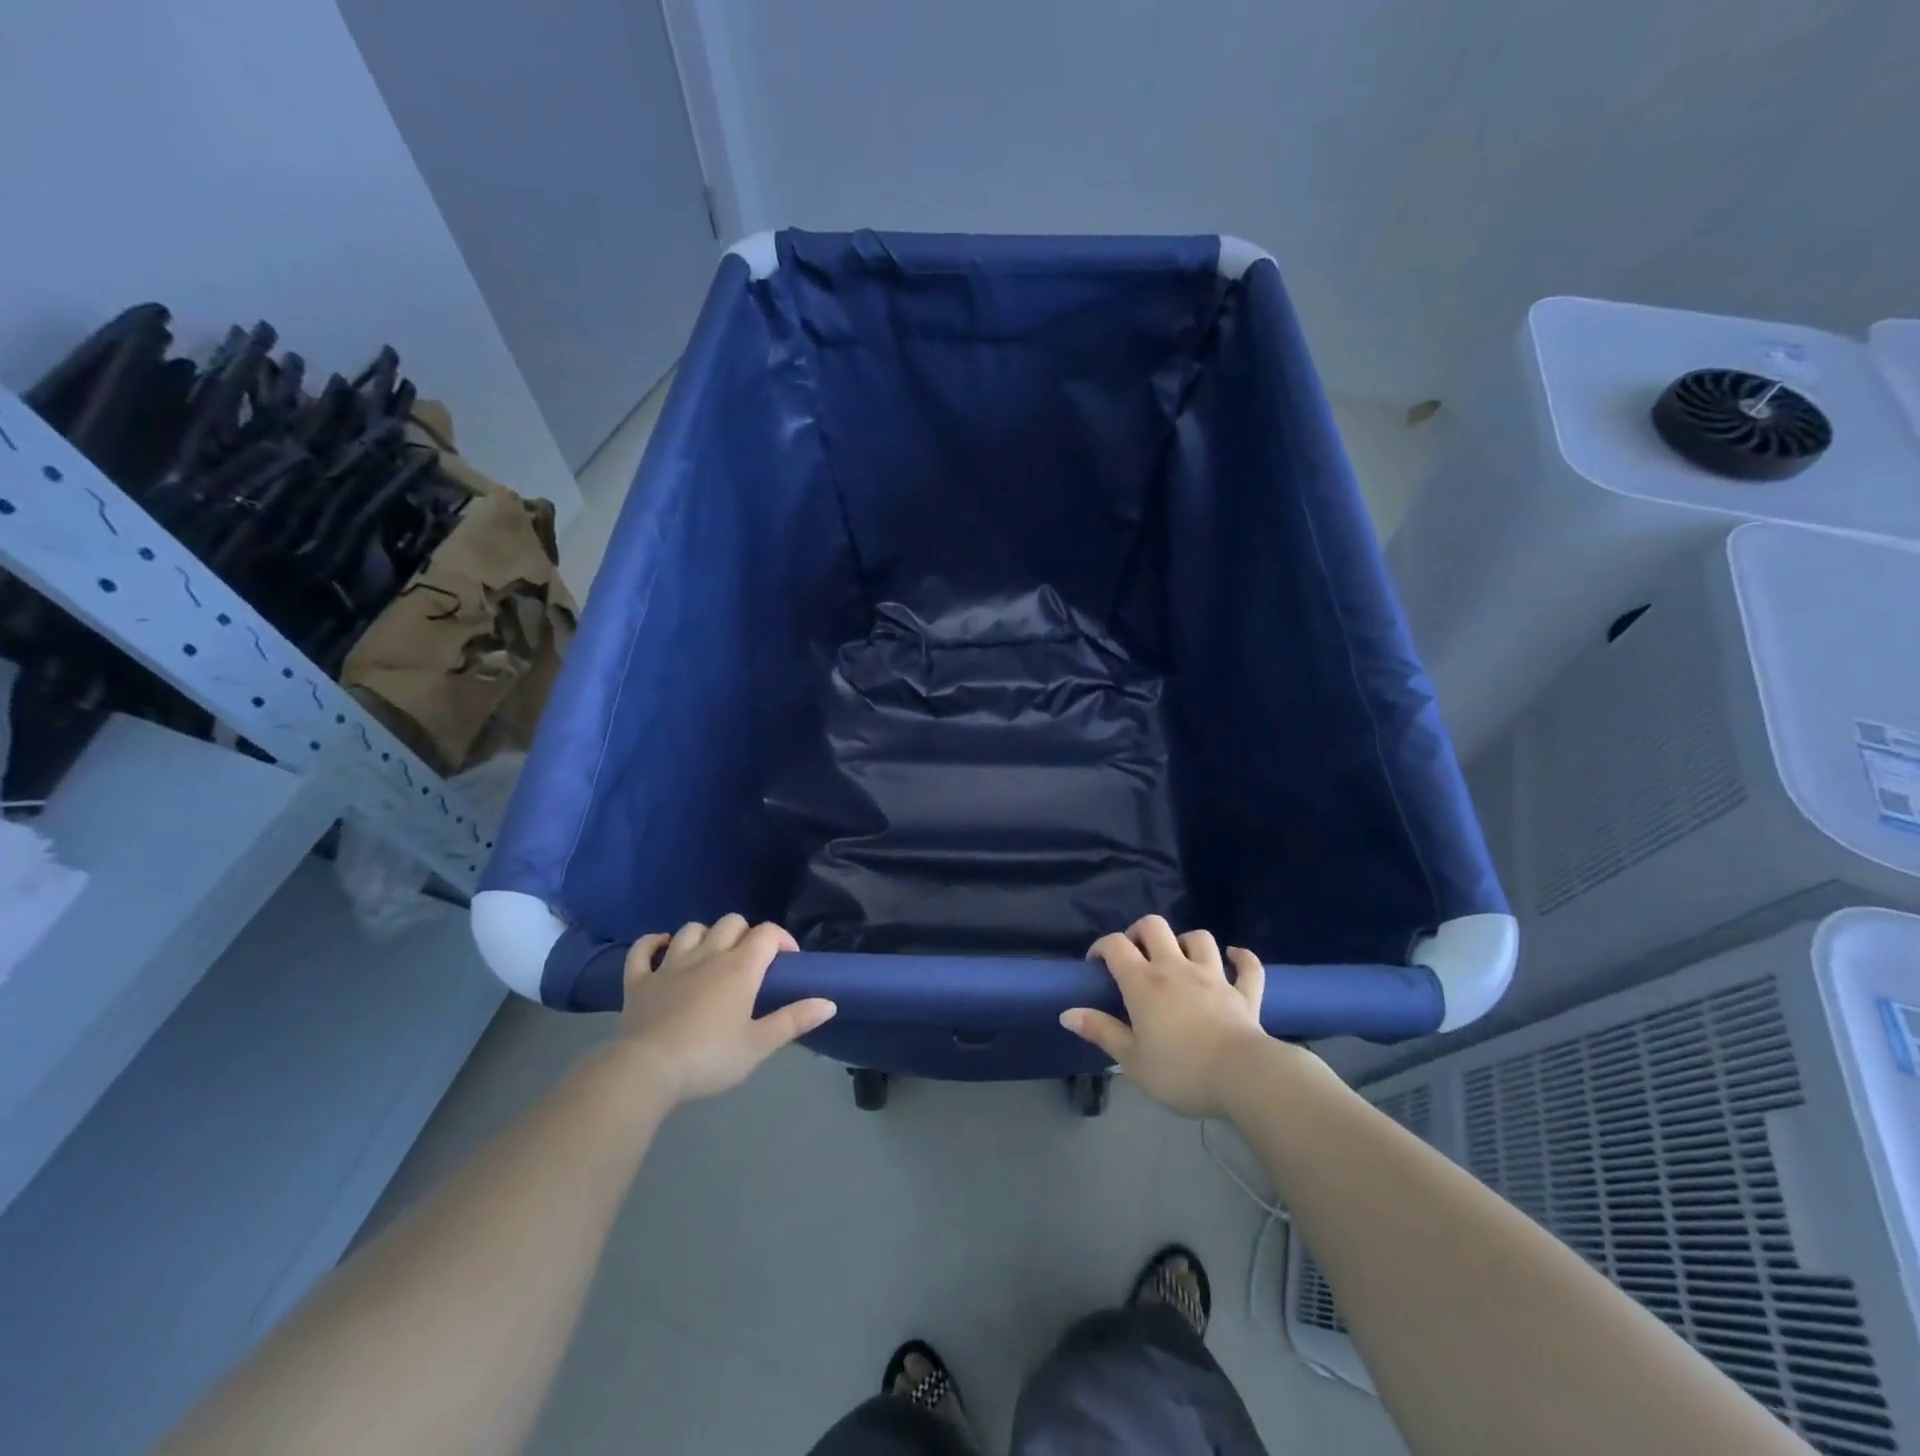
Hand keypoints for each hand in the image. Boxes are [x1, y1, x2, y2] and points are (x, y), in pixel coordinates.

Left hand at [618, 916, 835, 1105]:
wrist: (647, 1072)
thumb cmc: (710, 1058)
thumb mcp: (760, 1045)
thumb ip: (794, 1020)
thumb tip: (830, 1002)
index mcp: (740, 967)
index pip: (767, 933)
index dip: (782, 939)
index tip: (788, 961)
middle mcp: (707, 955)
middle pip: (731, 923)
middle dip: (746, 934)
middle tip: (751, 962)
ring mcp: (669, 965)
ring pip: (692, 929)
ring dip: (706, 935)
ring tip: (712, 956)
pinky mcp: (638, 981)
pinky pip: (643, 949)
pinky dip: (653, 943)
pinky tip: (662, 948)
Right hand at [1061, 915, 1270, 1118]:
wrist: (1242, 1078)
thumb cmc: (1180, 1071)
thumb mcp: (1131, 1059)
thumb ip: (1101, 1032)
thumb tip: (1066, 1013)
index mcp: (1143, 983)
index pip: (1115, 945)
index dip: (1102, 947)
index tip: (1096, 965)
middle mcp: (1176, 968)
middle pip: (1154, 926)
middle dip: (1140, 933)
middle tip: (1135, 956)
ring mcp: (1213, 976)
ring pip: (1199, 938)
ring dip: (1186, 942)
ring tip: (1179, 959)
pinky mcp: (1244, 993)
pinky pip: (1247, 966)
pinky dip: (1240, 957)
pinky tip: (1233, 957)